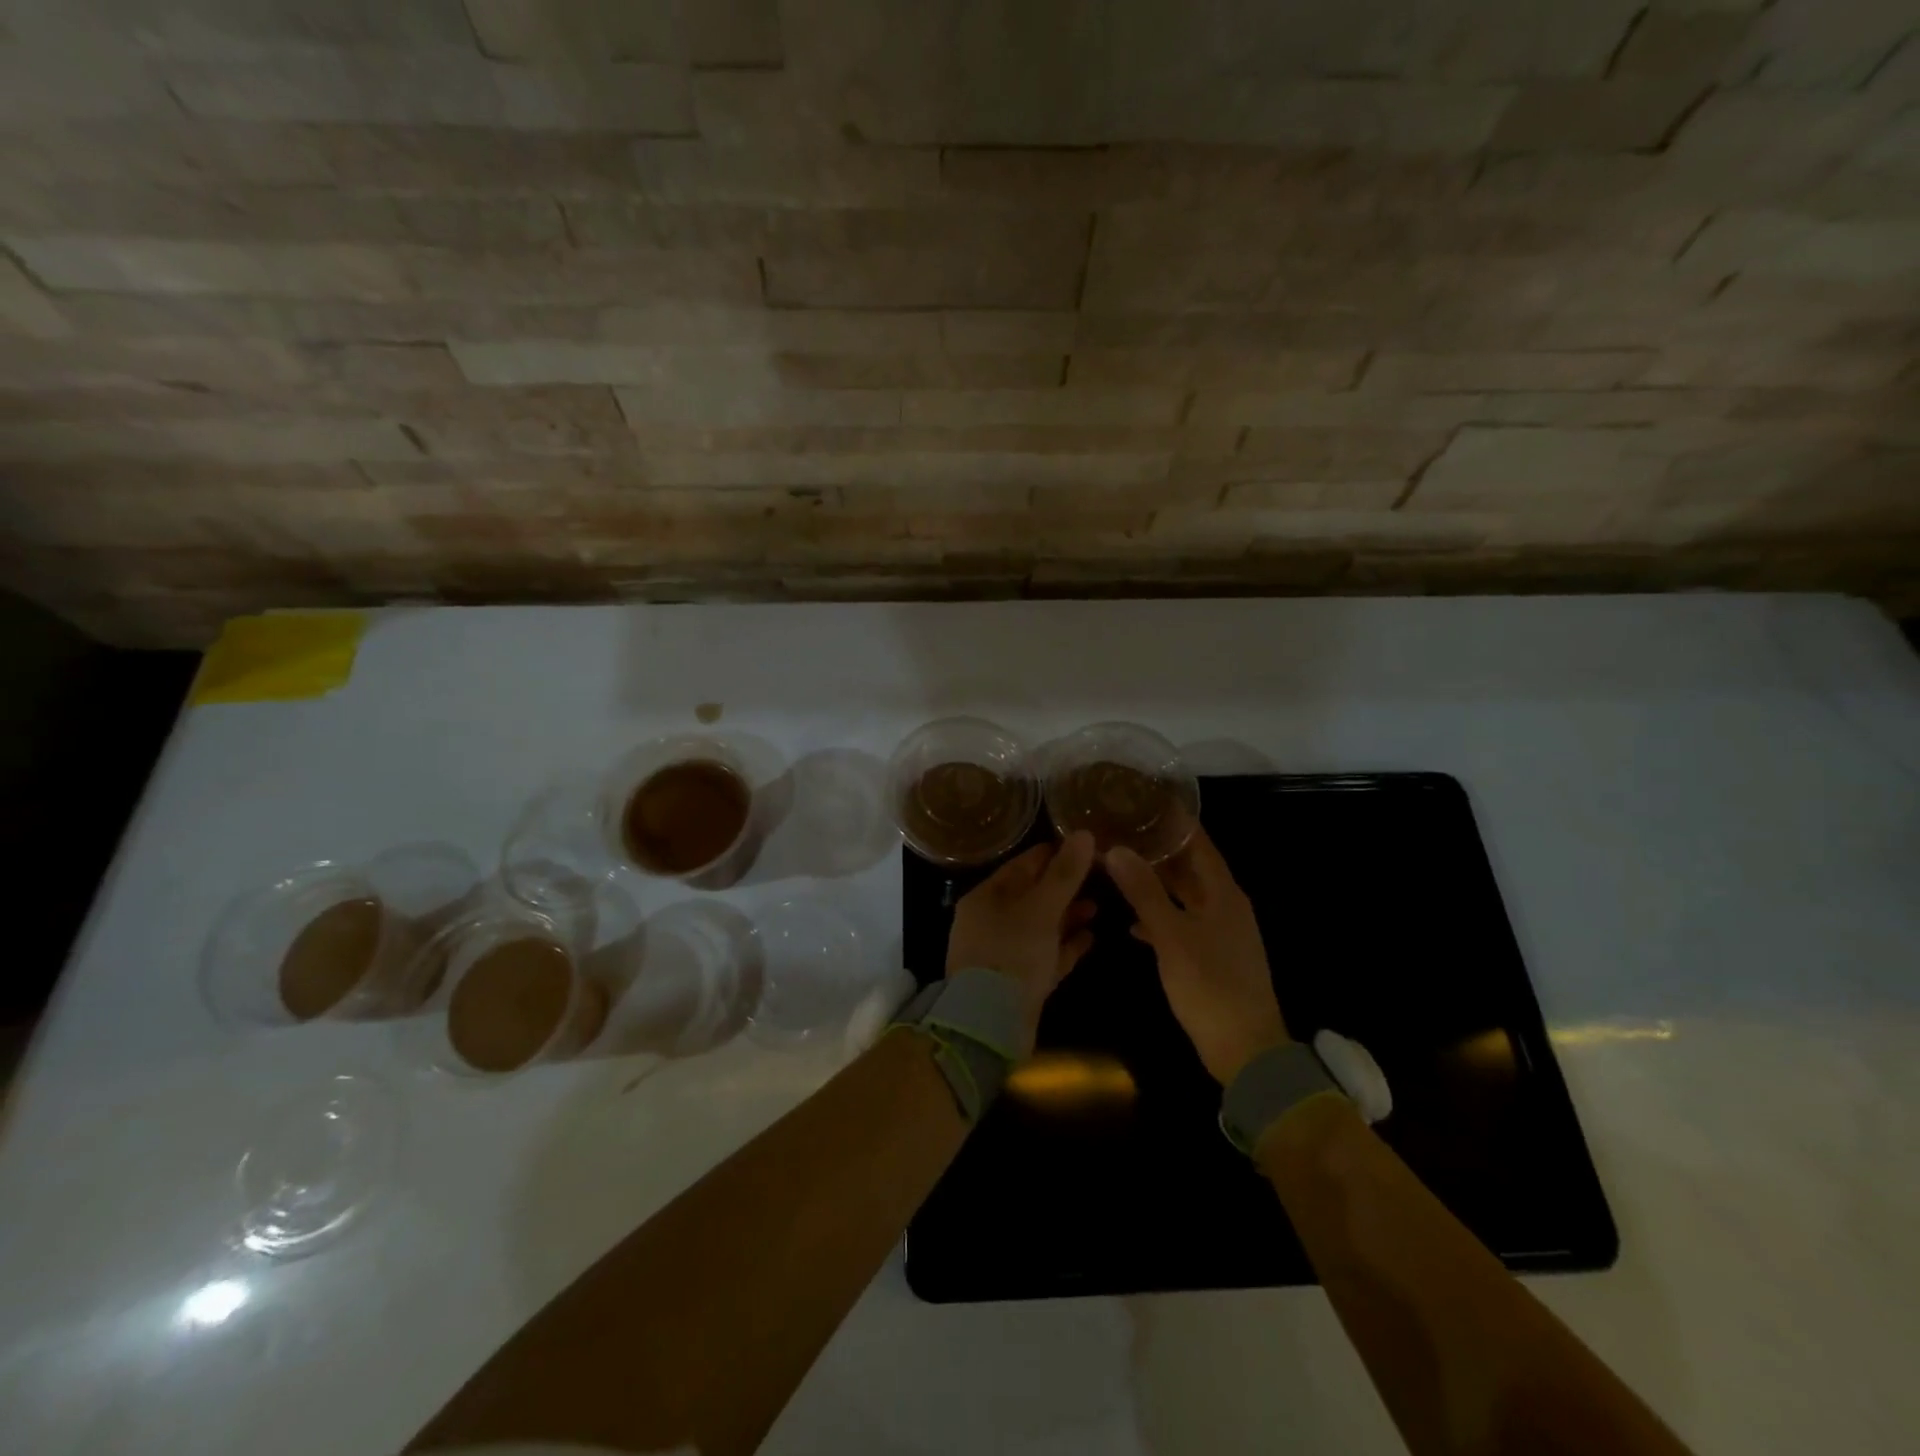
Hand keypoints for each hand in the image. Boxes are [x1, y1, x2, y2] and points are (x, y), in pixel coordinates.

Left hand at [946, 831, 1097, 1050]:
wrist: (990, 1026)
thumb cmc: (1012, 954)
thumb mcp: (1040, 908)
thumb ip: (1064, 873)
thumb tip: (1084, 833)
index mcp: (987, 898)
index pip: (1024, 865)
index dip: (1055, 854)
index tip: (1087, 846)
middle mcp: (992, 922)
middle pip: (1033, 895)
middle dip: (1065, 886)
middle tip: (1100, 875)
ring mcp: (1005, 953)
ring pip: (1042, 926)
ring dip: (1069, 916)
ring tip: (1099, 906)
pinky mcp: (1020, 982)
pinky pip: (1047, 955)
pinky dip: (1067, 946)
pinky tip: (1092, 939)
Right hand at [1105, 830, 1289, 1084]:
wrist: (1245, 1049)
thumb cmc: (1210, 984)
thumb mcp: (1171, 935)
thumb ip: (1143, 891)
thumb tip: (1115, 849)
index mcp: (1223, 893)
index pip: (1199, 843)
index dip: (1175, 821)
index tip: (1144, 800)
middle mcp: (1224, 905)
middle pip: (1190, 867)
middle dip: (1158, 850)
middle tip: (1121, 831)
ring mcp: (1219, 932)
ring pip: (1183, 896)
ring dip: (1155, 884)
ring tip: (1119, 868)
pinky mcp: (1210, 957)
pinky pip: (1181, 925)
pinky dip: (1159, 919)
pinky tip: (1131, 924)